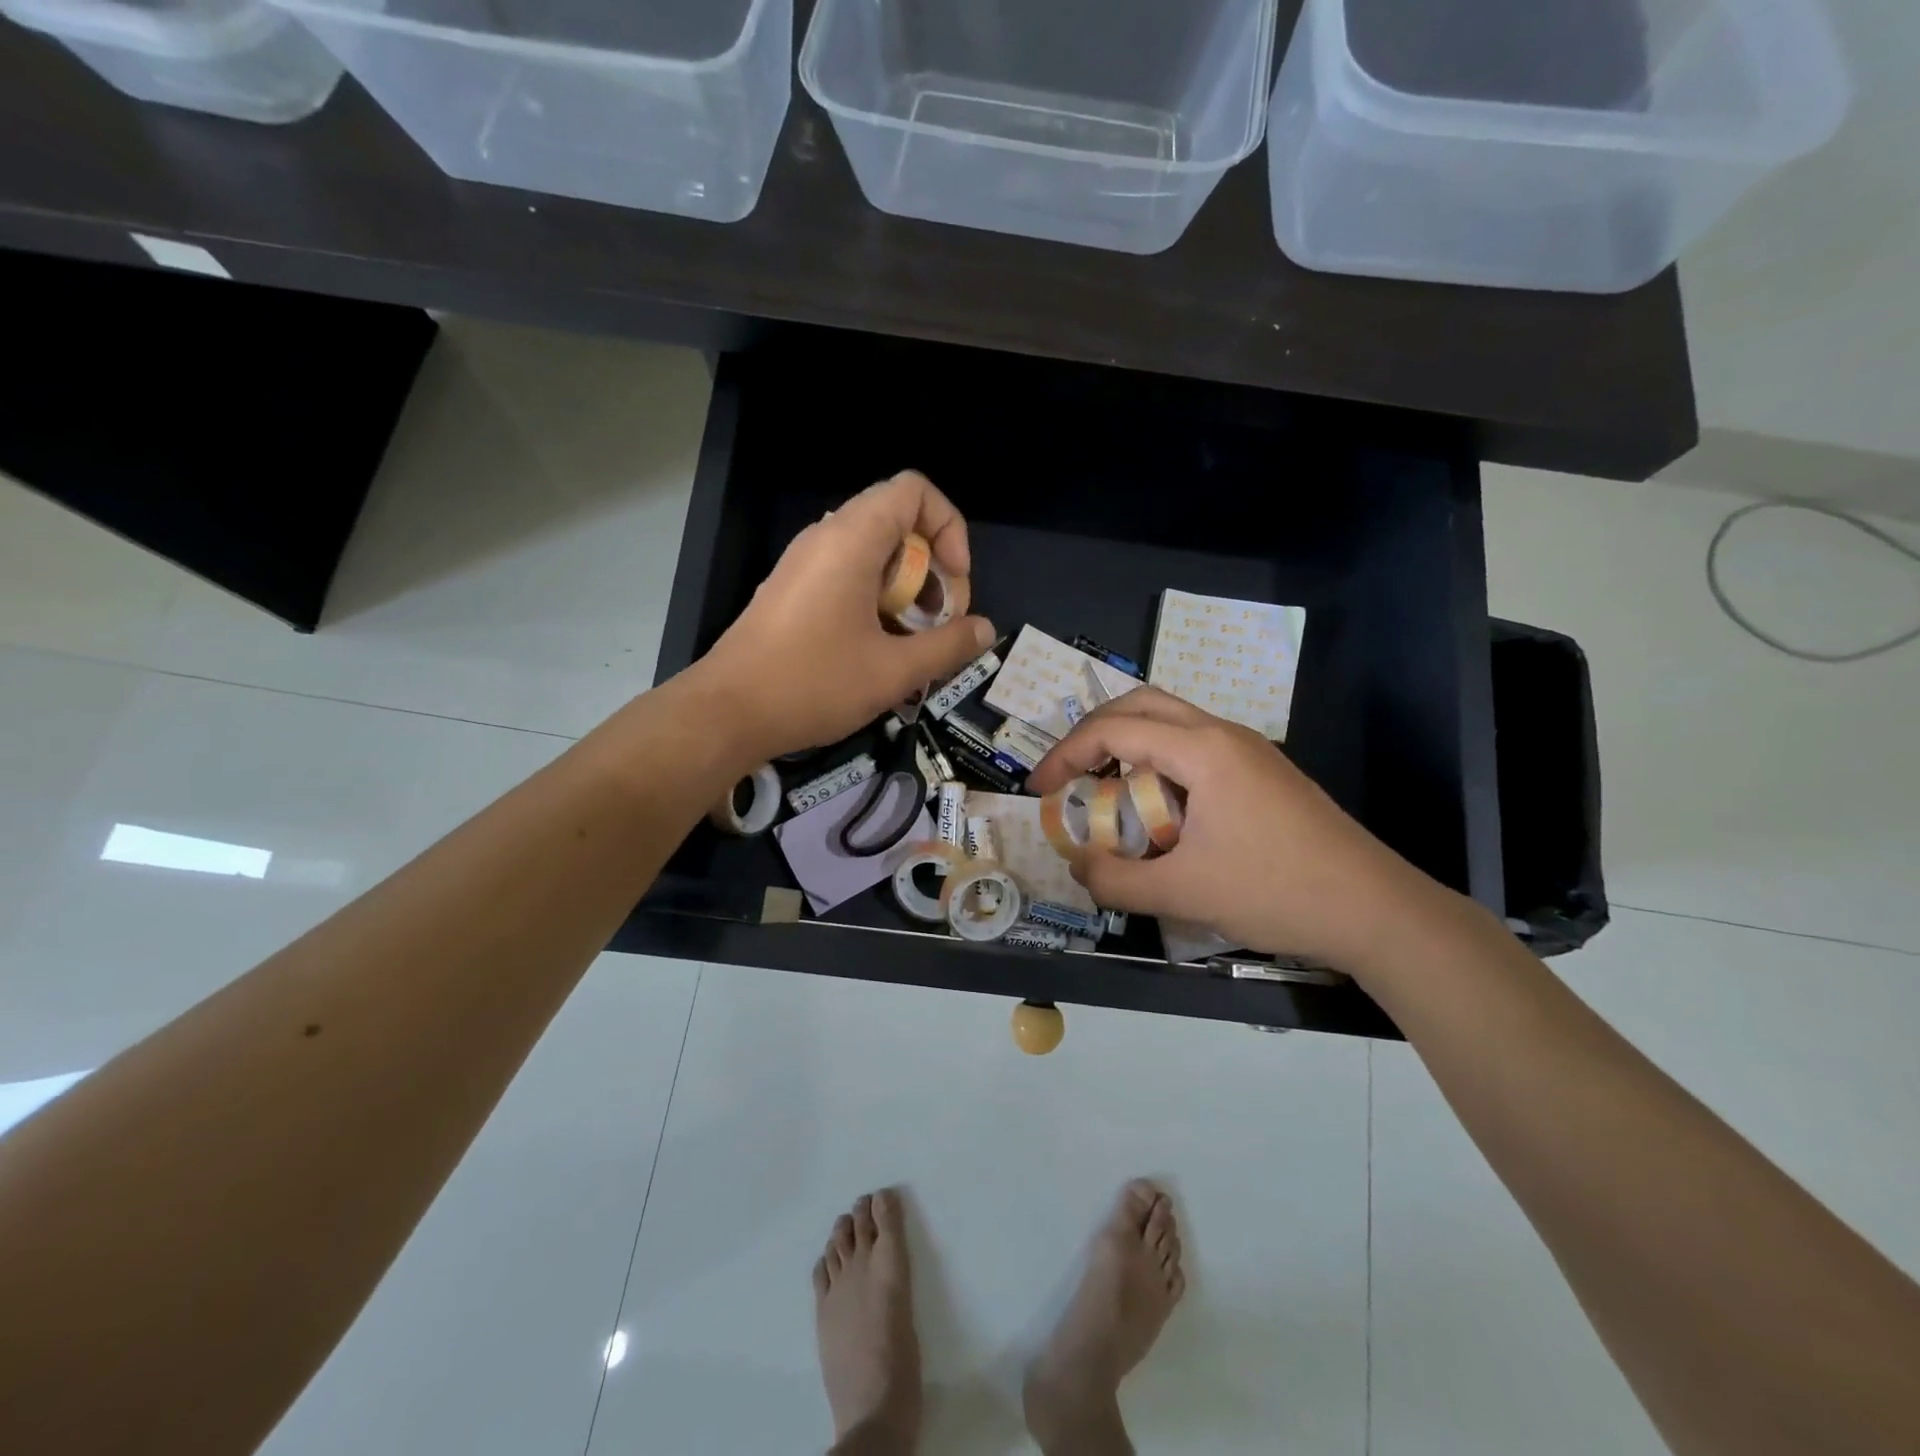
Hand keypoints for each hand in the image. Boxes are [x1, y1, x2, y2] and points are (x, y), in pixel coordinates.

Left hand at [696, 471, 995, 762]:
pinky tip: (879, 650)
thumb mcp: (893, 671)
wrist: (727, 713)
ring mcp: (805, 564)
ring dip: (907, 590)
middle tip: (940, 622)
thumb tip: (986, 630)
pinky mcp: (794, 590)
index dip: (948, 527)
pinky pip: (848, 575)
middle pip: (898, 523)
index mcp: (852, 539)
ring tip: (914, 642)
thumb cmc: (813, 684)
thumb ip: (947, 646)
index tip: (955, 581)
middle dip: (933, 569)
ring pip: (874, 554)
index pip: (914, 491)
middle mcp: (826, 537)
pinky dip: (877, 600)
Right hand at [1026, 688, 1450, 971]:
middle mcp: (1224, 734)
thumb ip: (1116, 880)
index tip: (1039, 789)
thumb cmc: (1276, 892)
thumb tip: (1076, 866)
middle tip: (1067, 774)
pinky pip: (1195, 748)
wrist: (1376, 911)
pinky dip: (1159, 764)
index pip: (1115, 728)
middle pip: (1141, 704)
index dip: (1066, 753)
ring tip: (1105, 792)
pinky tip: (1158, 810)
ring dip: (1129, 746)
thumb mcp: (1183, 892)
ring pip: (1171, 723)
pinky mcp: (1263, 772)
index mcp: (1203, 750)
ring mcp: (1249, 750)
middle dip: (1093, 733)